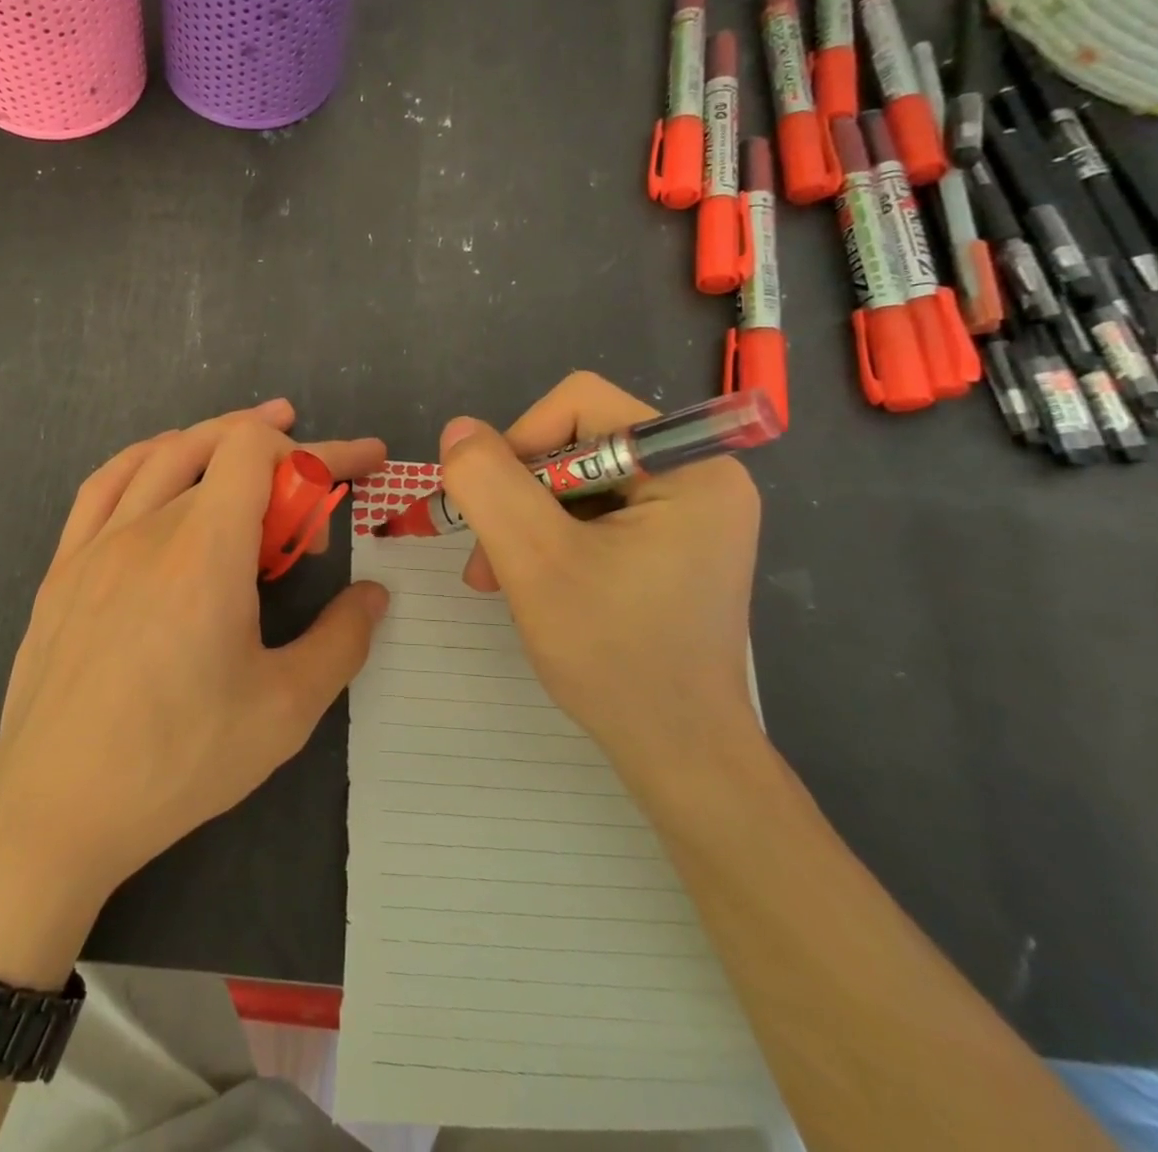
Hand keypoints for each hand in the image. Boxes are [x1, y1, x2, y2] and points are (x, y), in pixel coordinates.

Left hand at [0, 400, 387, 964]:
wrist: (56, 807)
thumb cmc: (178, 760)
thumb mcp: (284, 710)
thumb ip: (340, 641)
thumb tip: (372, 596)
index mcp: (206, 552)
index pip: (260, 451)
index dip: (319, 447)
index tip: (361, 464)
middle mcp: (149, 528)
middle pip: (219, 448)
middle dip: (282, 454)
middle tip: (317, 487)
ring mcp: (97, 543)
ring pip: (162, 456)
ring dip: (215, 439)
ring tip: (254, 446)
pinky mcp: (63, 567)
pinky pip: (105, 484)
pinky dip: (147, 459)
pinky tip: (162, 468)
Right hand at [438, 373, 761, 781]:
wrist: (677, 752)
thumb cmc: (613, 654)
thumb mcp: (534, 560)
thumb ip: (489, 483)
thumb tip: (458, 429)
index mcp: (689, 467)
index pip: (581, 404)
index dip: (521, 441)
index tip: (493, 504)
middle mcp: (698, 478)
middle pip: (576, 443)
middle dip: (518, 494)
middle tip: (486, 555)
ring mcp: (687, 514)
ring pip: (575, 482)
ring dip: (525, 522)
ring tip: (496, 576)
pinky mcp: (670, 545)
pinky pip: (592, 514)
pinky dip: (549, 541)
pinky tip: (529, 582)